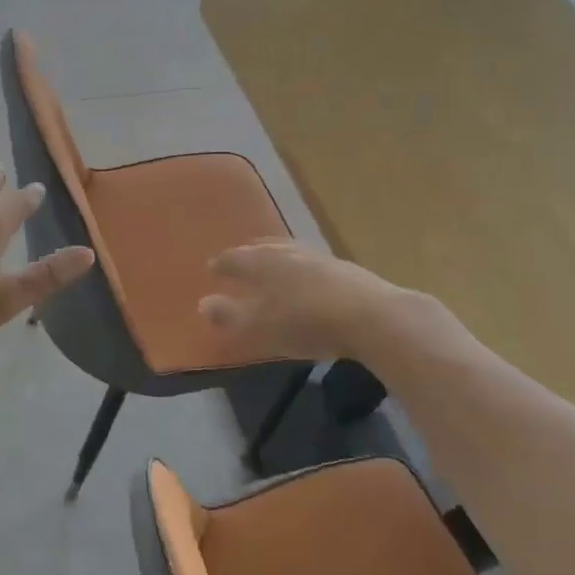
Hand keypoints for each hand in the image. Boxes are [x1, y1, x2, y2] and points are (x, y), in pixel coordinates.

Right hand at [199, 240, 431, 361]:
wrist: (372, 318)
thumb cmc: (304, 322)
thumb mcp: (258, 326)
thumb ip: (228, 315)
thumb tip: (202, 303)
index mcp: (261, 263)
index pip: (233, 258)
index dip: (221, 265)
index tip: (211, 268)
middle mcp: (287, 252)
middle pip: (262, 248)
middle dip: (248, 254)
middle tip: (239, 260)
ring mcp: (318, 258)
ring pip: (289, 252)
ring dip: (276, 257)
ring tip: (271, 266)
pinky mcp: (345, 269)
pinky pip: (311, 263)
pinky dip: (300, 269)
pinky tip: (307, 280)